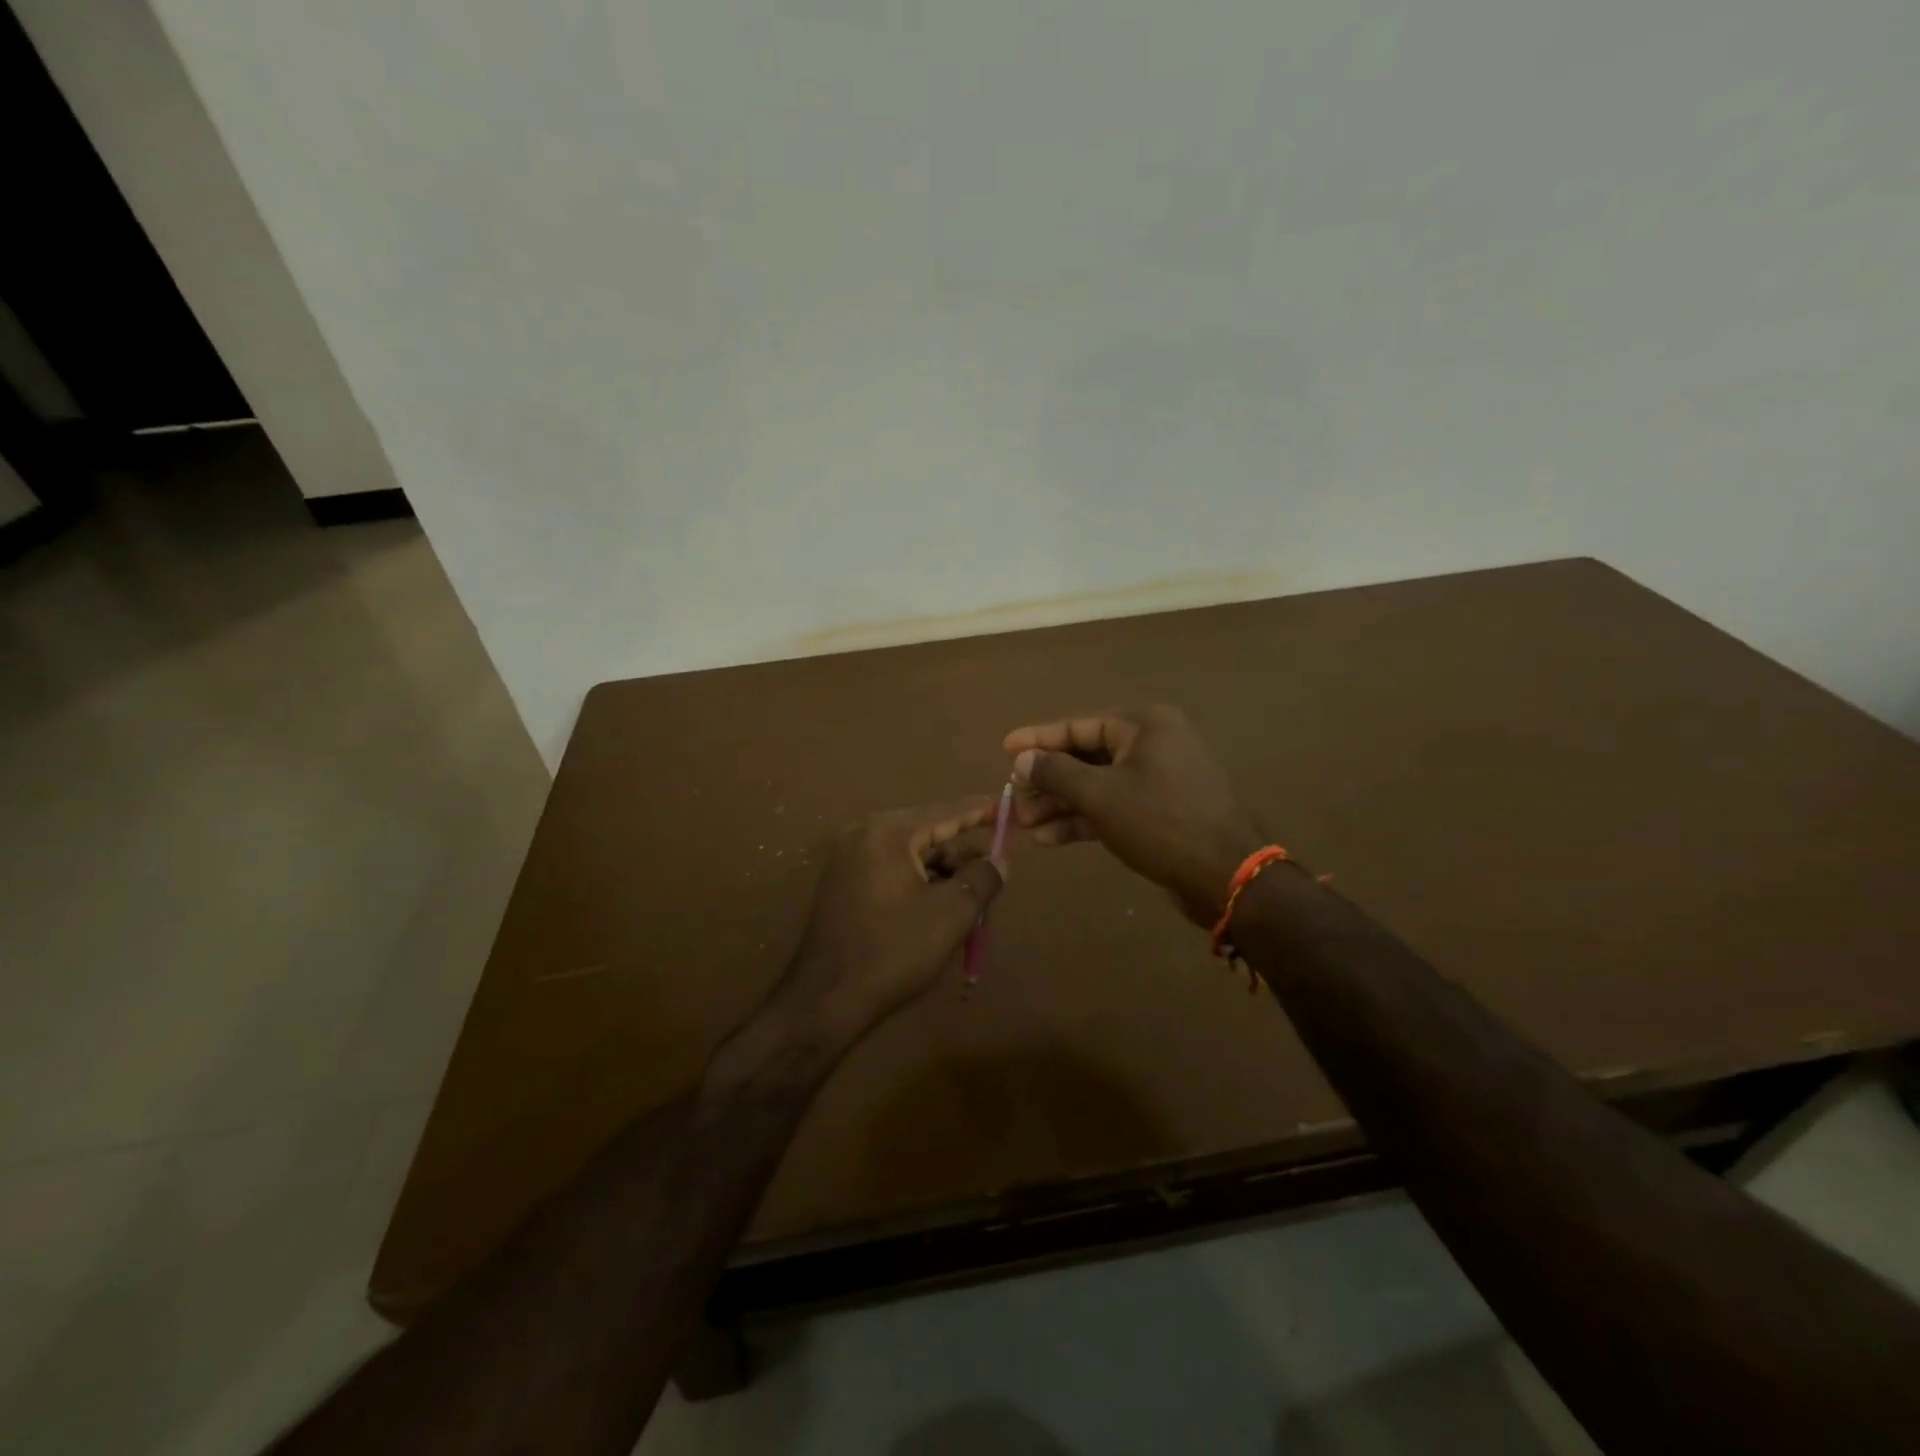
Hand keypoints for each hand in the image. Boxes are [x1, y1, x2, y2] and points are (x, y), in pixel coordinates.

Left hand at [777, 801, 1004, 1042]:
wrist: (826, 999)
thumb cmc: (893, 950)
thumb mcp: (951, 914)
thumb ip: (982, 879)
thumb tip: (999, 860)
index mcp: (888, 833)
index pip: (946, 812)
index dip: (981, 810)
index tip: (1008, 807)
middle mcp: (864, 836)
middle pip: (927, 834)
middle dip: (962, 855)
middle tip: (994, 874)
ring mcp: (848, 861)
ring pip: (911, 856)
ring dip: (943, 874)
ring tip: (971, 903)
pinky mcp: (843, 886)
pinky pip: (891, 872)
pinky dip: (919, 884)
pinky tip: (939, 911)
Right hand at [1004, 705, 1263, 925]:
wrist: (1225, 875)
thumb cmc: (1160, 822)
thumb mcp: (1100, 795)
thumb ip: (1056, 773)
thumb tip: (1022, 759)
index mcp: (1145, 724)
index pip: (1079, 725)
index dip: (1038, 739)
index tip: (1005, 748)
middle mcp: (1153, 744)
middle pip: (1086, 756)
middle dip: (1047, 781)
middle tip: (1013, 799)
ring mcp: (1159, 779)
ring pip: (1097, 785)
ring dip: (1061, 804)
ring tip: (1024, 824)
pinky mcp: (1160, 811)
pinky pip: (1114, 806)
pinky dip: (1084, 820)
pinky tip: (1050, 838)